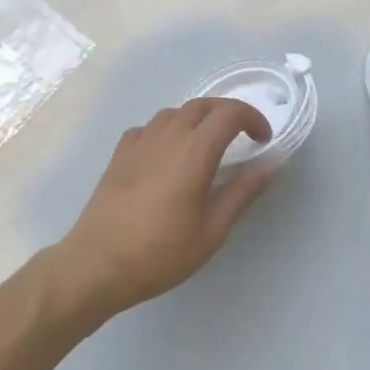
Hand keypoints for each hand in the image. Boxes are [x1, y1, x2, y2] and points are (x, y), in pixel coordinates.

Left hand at [49, 98, 274, 318]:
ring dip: (198, 119)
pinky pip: (149, 127)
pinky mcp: (119, 154)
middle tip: (242, 136)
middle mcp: (167, 136)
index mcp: (194, 151)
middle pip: (202, 105)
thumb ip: (243, 192)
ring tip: (208, 145)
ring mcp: (139, 142)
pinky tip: (168, 154)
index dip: (252, 118)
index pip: (229, 113)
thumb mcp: (212, 230)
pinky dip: (168, 130)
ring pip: (174, 112)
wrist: (98, 264)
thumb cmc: (161, 252)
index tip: (263, 140)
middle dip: (228, 113)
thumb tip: (271, 163)